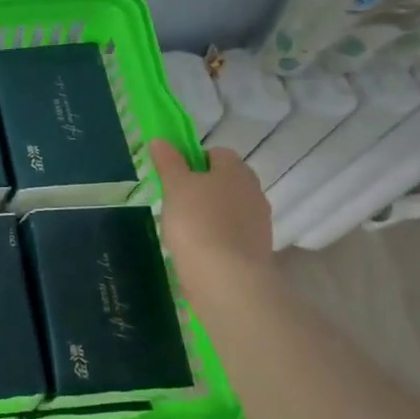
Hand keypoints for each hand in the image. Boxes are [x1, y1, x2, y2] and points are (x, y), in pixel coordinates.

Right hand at [148, 141, 273, 308]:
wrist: (227, 278)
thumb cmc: (197, 222)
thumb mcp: (175, 186)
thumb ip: (169, 162)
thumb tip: (161, 140)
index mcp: (236, 170)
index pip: (215, 153)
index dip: (193, 161)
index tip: (174, 178)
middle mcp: (253, 191)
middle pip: (224, 181)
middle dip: (202, 189)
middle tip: (175, 204)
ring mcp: (258, 222)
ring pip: (228, 208)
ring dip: (210, 214)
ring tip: (184, 231)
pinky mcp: (256, 249)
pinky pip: (232, 234)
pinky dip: (217, 237)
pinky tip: (198, 250)